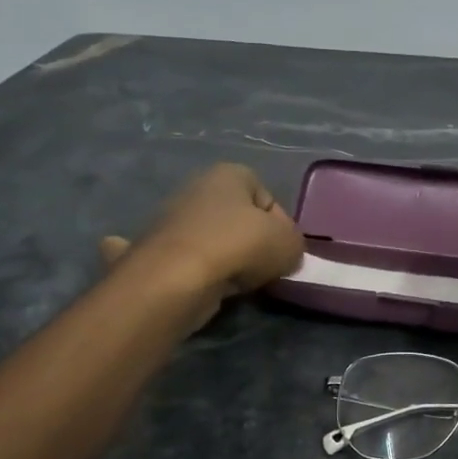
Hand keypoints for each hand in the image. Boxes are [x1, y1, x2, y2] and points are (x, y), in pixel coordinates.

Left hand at [101, 164, 303, 326]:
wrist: (177, 277)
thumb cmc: (239, 245)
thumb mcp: (289, 243)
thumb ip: (295, 244)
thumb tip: (285, 254)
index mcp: (229, 173)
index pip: (269, 198)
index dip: (282, 226)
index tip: (284, 250)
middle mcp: (198, 189)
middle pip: (242, 220)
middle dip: (256, 244)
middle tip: (266, 267)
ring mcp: (175, 220)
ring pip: (219, 242)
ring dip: (233, 260)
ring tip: (241, 280)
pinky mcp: (161, 251)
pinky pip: (197, 261)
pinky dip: (208, 273)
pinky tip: (215, 285)